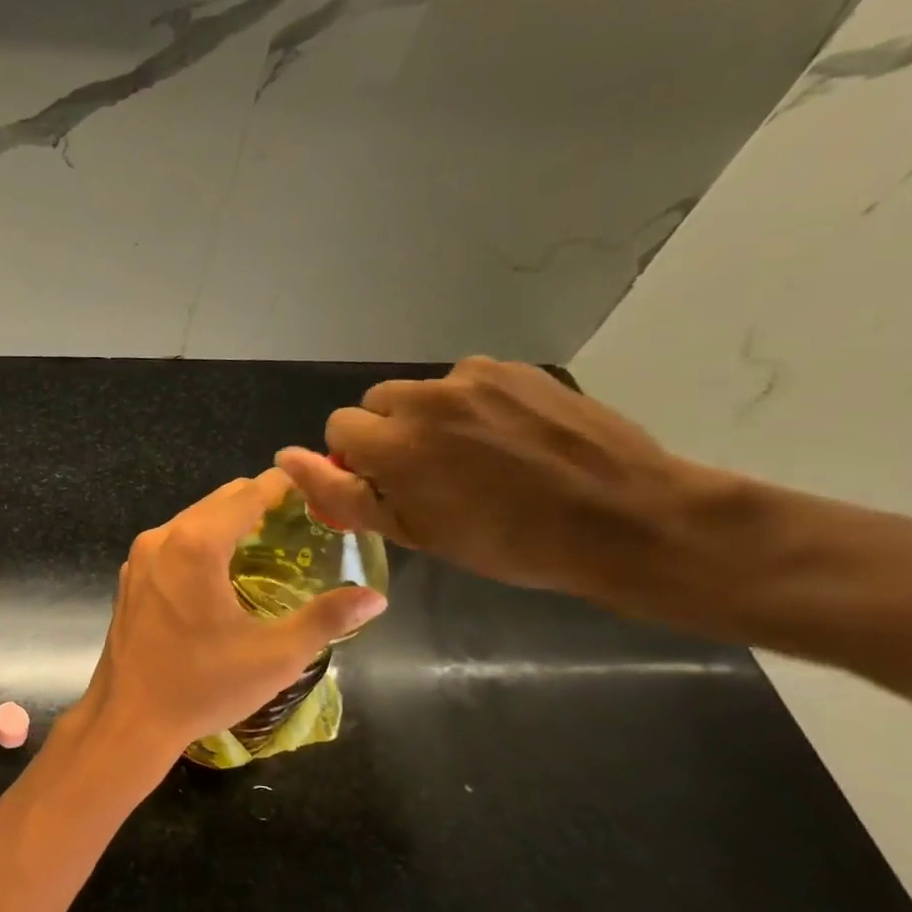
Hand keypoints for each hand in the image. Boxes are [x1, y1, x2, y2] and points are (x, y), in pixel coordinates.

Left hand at [77, 469, 386, 788]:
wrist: (129, 718)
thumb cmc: (203, 685)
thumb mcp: (275, 656)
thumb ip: (326, 619)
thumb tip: (374, 597)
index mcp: (196, 545)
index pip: (248, 494)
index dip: (285, 485)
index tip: (317, 485)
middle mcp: (162, 538)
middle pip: (219, 501)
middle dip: (259, 501)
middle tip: (301, 519)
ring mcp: (139, 557)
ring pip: (193, 520)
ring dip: (229, 522)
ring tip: (269, 541)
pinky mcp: (130, 577)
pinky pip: (172, 542)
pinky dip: (201, 541)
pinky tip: (224, 569)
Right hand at [275, 357, 700, 600]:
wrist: (626, 520)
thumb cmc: (508, 542)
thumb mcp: (413, 533)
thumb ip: (341, 493)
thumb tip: (286, 458)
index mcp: (395, 443)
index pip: (339, 426)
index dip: (357, 457)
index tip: (390, 484)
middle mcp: (427, 398)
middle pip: (377, 402)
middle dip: (390, 432)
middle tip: (431, 472)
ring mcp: (476, 378)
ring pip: (423, 391)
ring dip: (432, 417)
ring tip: (478, 455)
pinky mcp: (516, 369)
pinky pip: (469, 382)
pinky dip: (474, 406)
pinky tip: (511, 437)